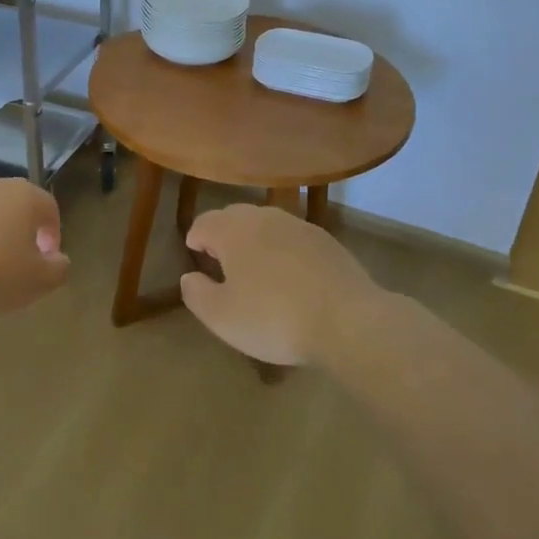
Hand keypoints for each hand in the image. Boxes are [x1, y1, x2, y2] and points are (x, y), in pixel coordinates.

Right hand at [179, 202, 381, 366]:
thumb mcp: (221, 317)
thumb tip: (189, 277)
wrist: (348, 321)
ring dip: (255, 240)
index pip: (204, 223)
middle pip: (235, 217)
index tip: (194, 253)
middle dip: (223, 234)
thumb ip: (196, 294)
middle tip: (221, 260)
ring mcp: (300, 227)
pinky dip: (283, 250)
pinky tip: (290, 276)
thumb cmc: (274, 318)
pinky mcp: (327, 242)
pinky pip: (293, 239)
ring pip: (266, 225)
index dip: (195, 238)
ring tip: (255, 268)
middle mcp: (265, 218)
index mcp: (233, 231)